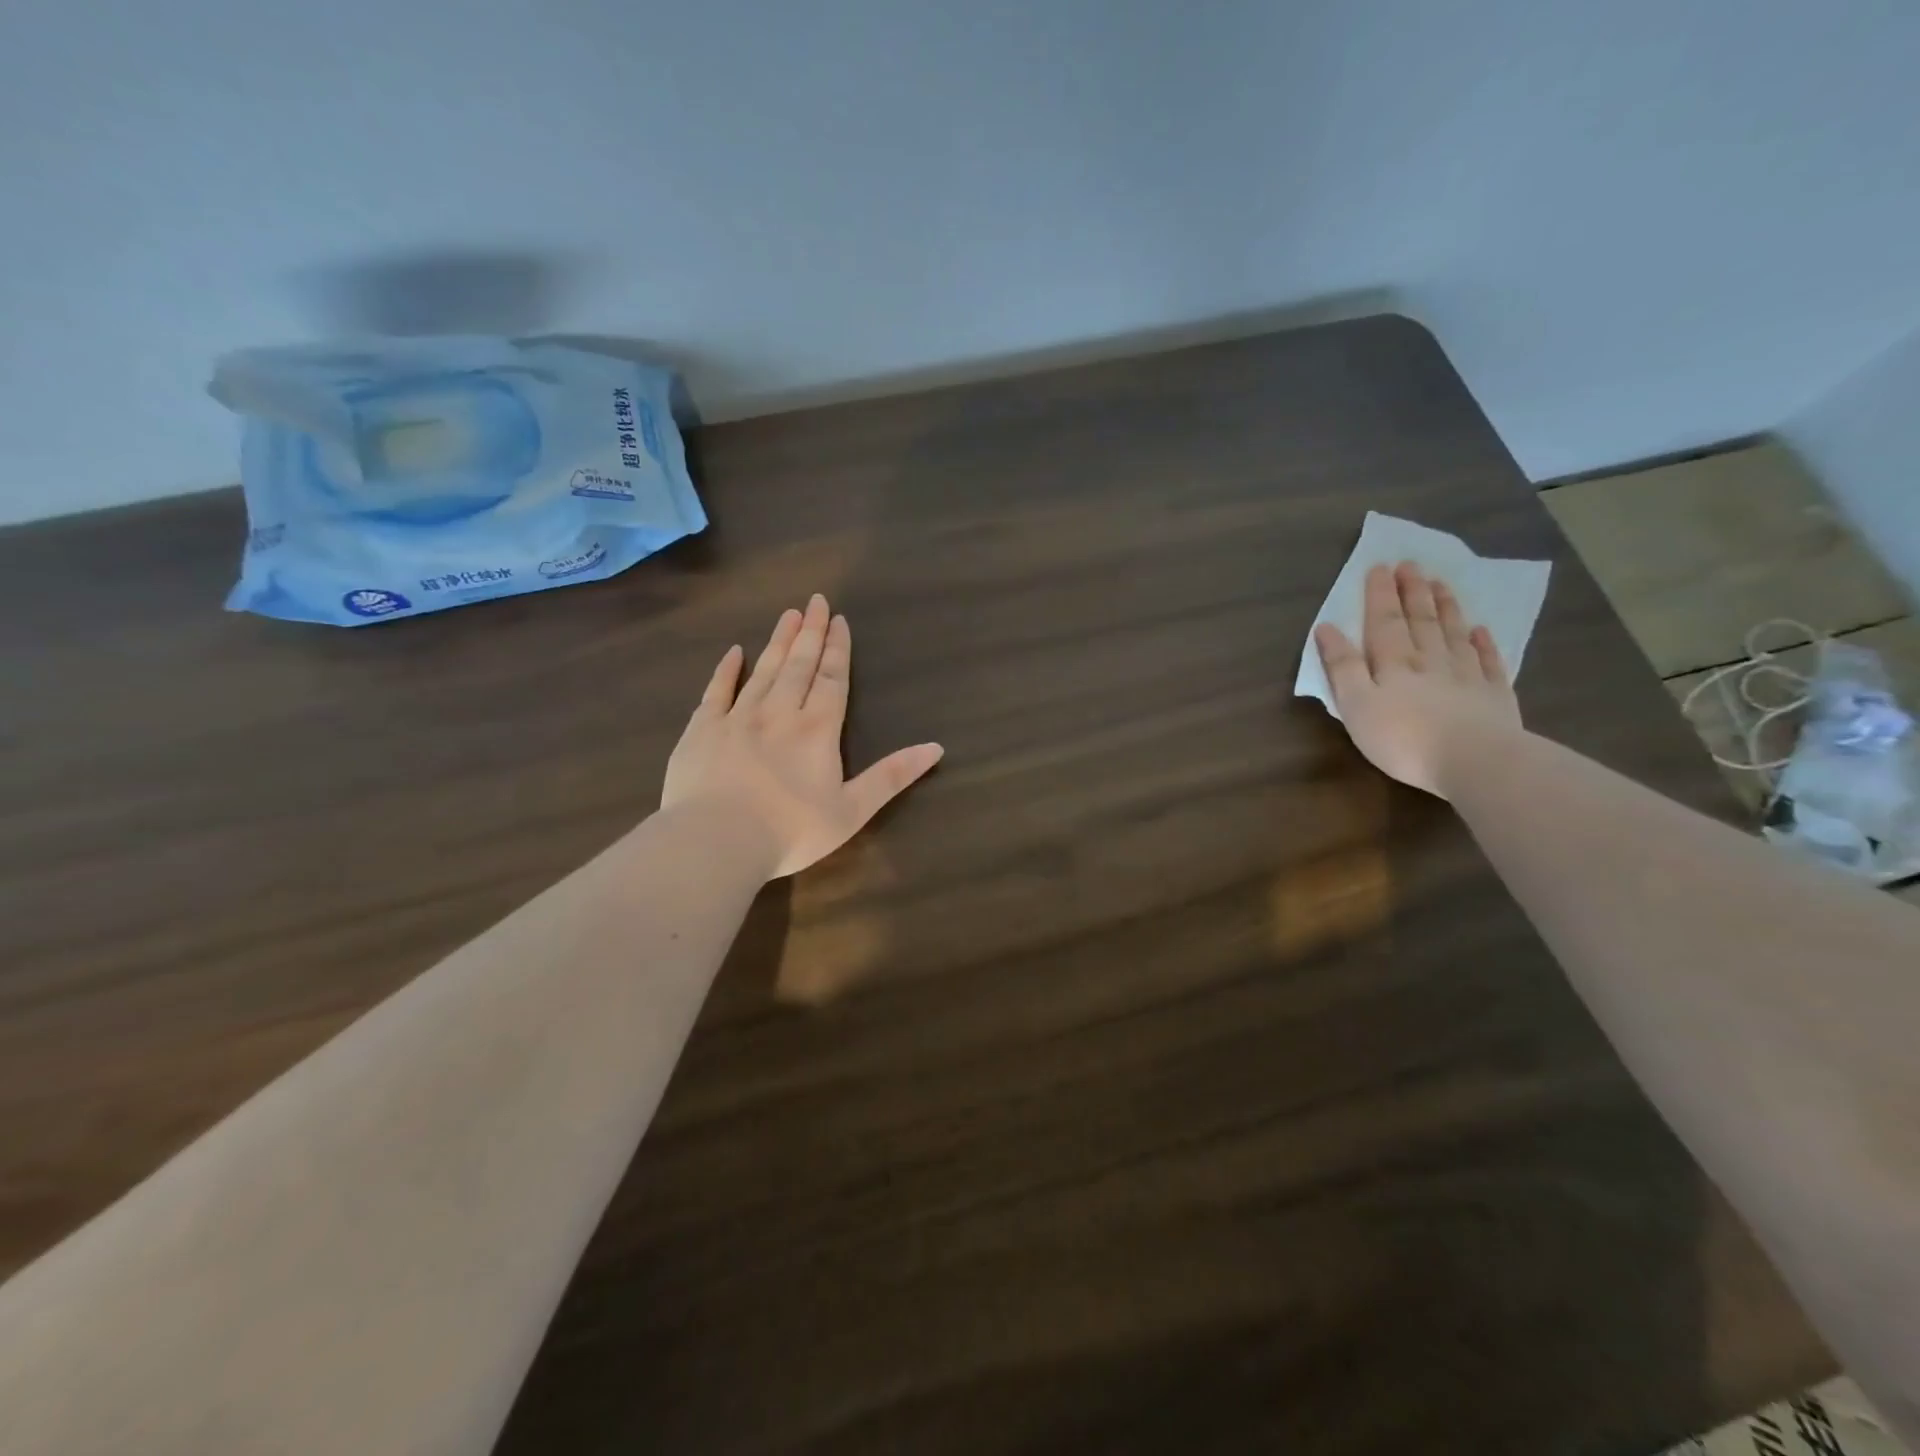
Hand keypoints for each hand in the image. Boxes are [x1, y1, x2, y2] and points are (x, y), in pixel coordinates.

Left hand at [662, 595, 944, 878]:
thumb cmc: (791, 831)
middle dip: (810, 632)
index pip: (832, 679)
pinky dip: (726, 670)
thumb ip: (892, 776)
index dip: (838, 649)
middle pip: (799, 665)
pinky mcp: (702, 730)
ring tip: (788, 615)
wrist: (716, 840)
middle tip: (815, 601)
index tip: (839, 620)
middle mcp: (779, 713)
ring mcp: (737, 718)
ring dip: (778, 642)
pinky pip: (716, 691)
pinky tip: (734, 652)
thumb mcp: (853, 810)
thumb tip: (936, 747)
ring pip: (763, 671)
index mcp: (817, 730)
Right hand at [1314, 561, 1522, 797]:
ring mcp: (1466, 676)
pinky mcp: (1494, 696)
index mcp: (1393, 663)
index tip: (1380, 566)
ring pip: (1453, 633)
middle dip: (1412, 592)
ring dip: (1445, 608)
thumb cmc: (1402, 738)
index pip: (1383, 621)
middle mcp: (1430, 660)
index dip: (1380, 594)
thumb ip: (1342, 666)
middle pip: (1420, 621)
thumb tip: (1326, 628)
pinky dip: (1483, 643)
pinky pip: (1488, 661)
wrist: (1475, 760)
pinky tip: (1481, 630)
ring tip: (1440, 584)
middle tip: (1411, 565)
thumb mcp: (1356, 705)